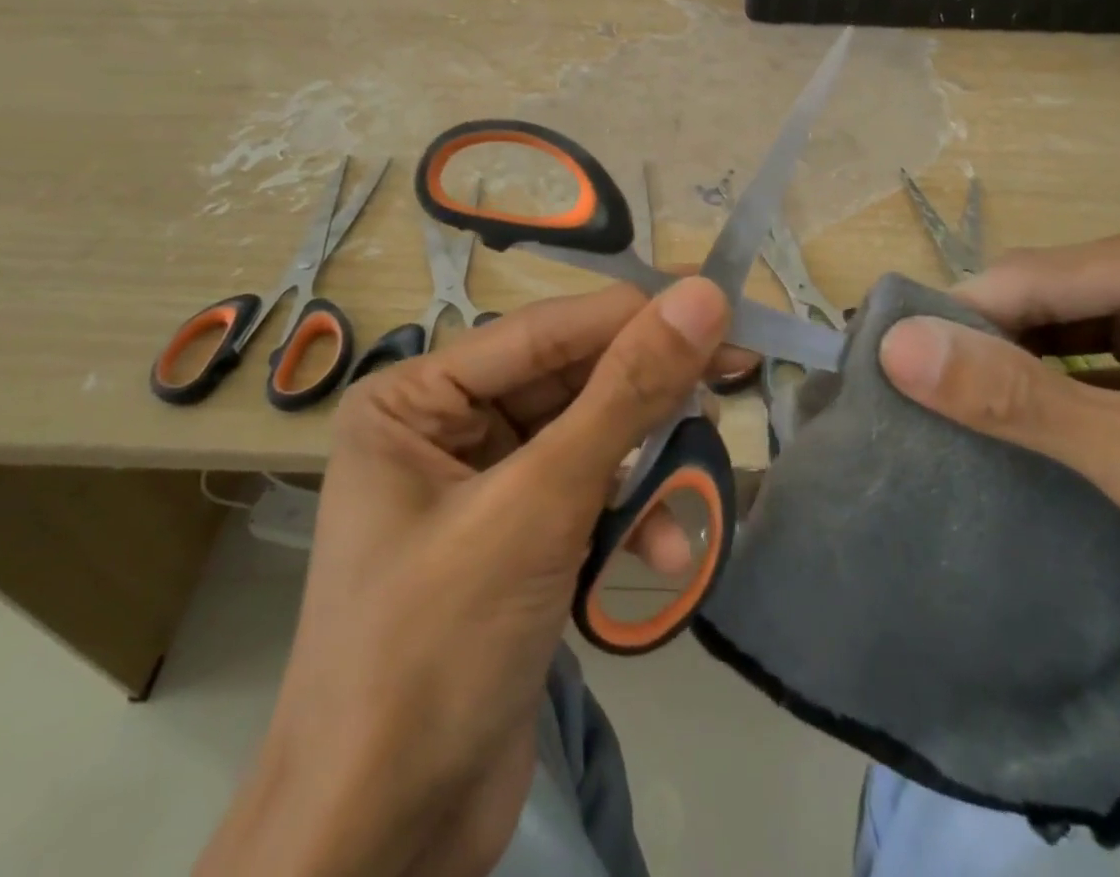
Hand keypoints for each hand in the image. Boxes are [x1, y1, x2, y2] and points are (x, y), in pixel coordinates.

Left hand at [197, 277, 730, 876]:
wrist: (382, 844)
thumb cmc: (439, 647)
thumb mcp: (540, 503)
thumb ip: (626, 394)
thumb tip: (701, 296)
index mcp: (416, 398)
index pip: (546, 330)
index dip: (636, 314)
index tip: (723, 305)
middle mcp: (444, 427)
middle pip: (569, 382)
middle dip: (647, 393)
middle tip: (737, 374)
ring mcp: (481, 486)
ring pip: (587, 440)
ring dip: (645, 464)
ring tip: (701, 483)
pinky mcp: (515, 540)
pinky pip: (585, 496)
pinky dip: (627, 517)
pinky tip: (661, 552)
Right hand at [874, 210, 1119, 681]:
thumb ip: (1025, 405)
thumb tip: (896, 347)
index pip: (1035, 277)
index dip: (957, 325)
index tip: (887, 374)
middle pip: (1050, 297)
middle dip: (987, 350)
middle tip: (913, 406)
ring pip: (1065, 327)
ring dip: (1015, 373)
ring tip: (948, 417)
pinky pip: (1096, 357)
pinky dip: (1054, 391)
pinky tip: (1017, 426)